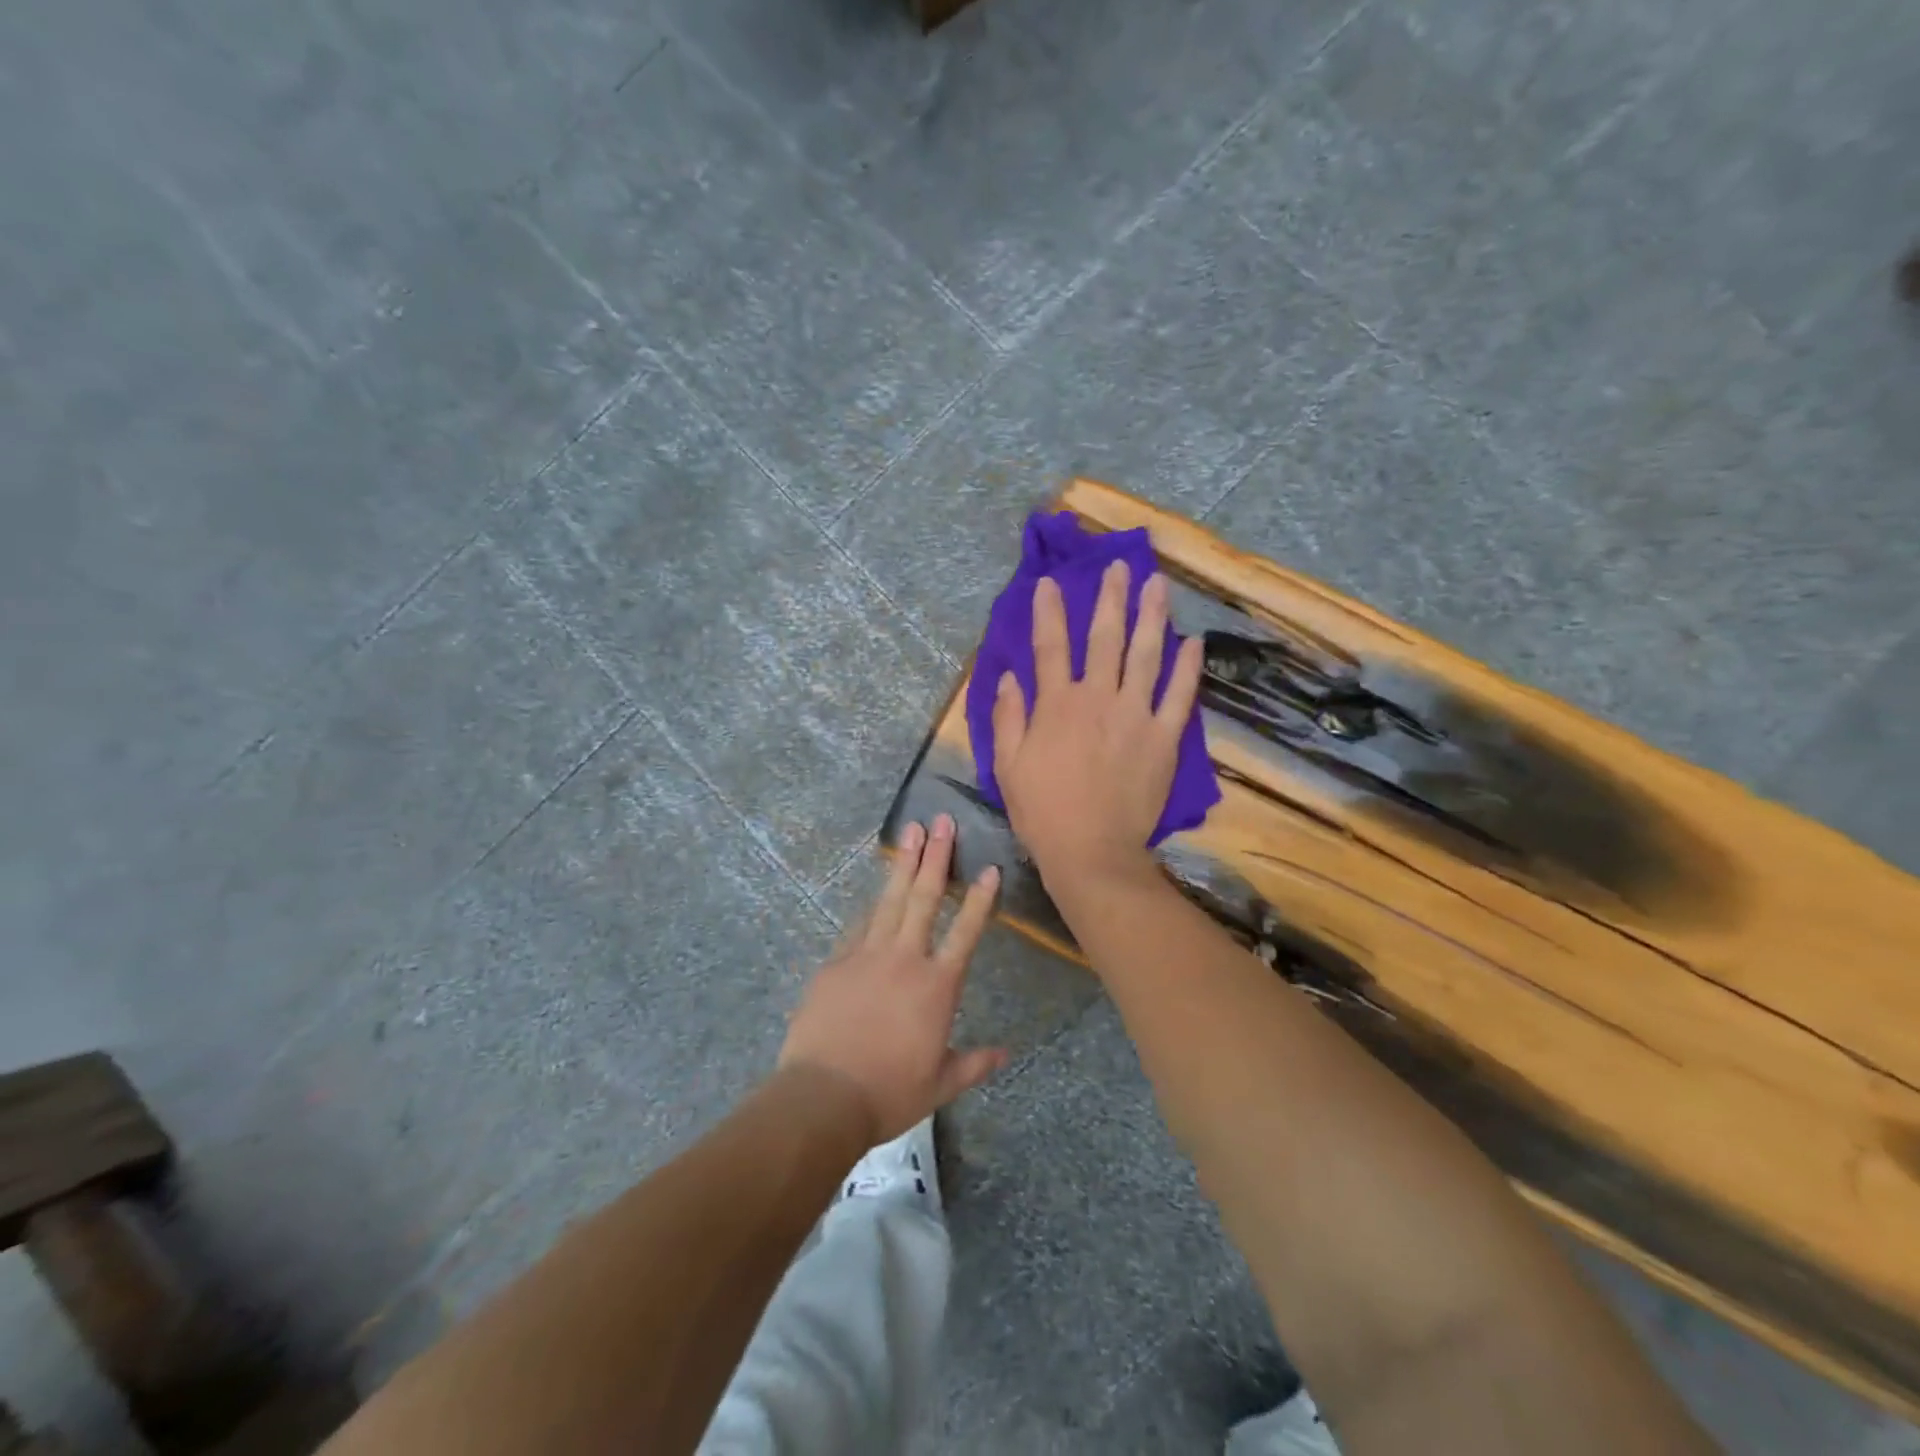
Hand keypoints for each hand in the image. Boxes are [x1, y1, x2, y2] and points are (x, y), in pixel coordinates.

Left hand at [778, 814, 1007, 1144]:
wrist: (823, 1095)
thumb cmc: (889, 1092)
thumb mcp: (940, 1084)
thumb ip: (974, 1064)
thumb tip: (1008, 1054)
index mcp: (937, 986)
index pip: (966, 932)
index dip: (979, 899)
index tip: (988, 868)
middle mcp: (905, 959)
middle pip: (924, 898)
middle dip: (936, 857)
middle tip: (941, 821)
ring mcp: (866, 955)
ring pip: (890, 900)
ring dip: (903, 864)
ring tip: (911, 831)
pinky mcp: (836, 962)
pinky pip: (859, 926)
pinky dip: (872, 906)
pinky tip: (877, 891)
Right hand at [992, 562, 1203, 887]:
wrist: (1092, 851)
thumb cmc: (1042, 811)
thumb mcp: (1008, 765)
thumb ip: (1008, 717)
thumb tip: (1009, 677)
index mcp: (1057, 705)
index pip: (1050, 646)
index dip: (1049, 611)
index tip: (1050, 582)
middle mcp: (1098, 698)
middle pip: (1105, 638)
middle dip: (1110, 598)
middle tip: (1119, 566)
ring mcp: (1136, 716)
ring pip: (1146, 655)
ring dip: (1152, 616)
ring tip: (1158, 584)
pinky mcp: (1164, 738)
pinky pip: (1179, 696)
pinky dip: (1186, 668)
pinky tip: (1192, 642)